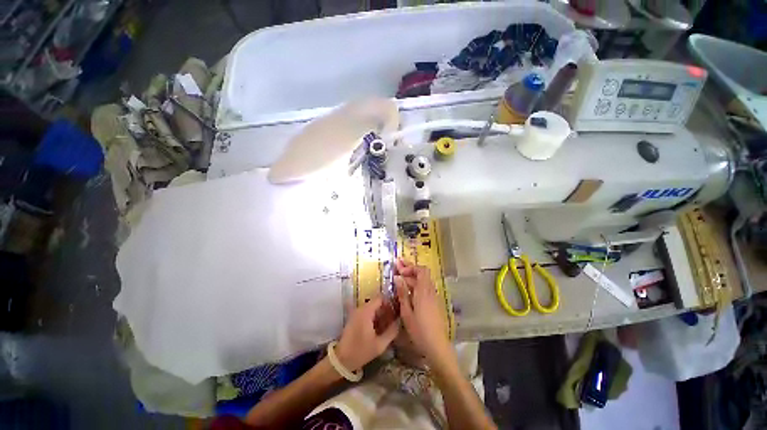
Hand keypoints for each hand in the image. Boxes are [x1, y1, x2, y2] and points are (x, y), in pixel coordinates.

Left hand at [335, 296, 399, 371]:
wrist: (341, 360)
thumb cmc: (361, 351)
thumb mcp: (380, 344)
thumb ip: (391, 331)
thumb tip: (400, 322)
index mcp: (366, 311)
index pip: (381, 298)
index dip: (390, 302)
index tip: (397, 310)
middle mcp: (360, 308)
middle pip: (377, 303)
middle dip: (386, 309)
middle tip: (395, 319)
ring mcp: (356, 313)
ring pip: (372, 308)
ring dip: (380, 314)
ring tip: (389, 324)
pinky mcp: (354, 318)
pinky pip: (367, 313)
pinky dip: (374, 317)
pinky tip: (379, 328)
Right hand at [395, 259, 452, 365]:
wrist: (437, 345)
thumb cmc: (419, 330)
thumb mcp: (407, 312)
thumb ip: (402, 293)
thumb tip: (397, 277)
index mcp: (423, 291)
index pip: (421, 270)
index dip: (410, 267)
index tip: (399, 269)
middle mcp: (430, 291)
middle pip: (422, 273)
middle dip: (409, 269)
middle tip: (397, 265)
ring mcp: (433, 296)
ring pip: (423, 280)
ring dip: (412, 276)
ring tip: (400, 275)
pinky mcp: (434, 303)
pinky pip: (425, 287)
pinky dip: (416, 284)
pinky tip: (408, 289)